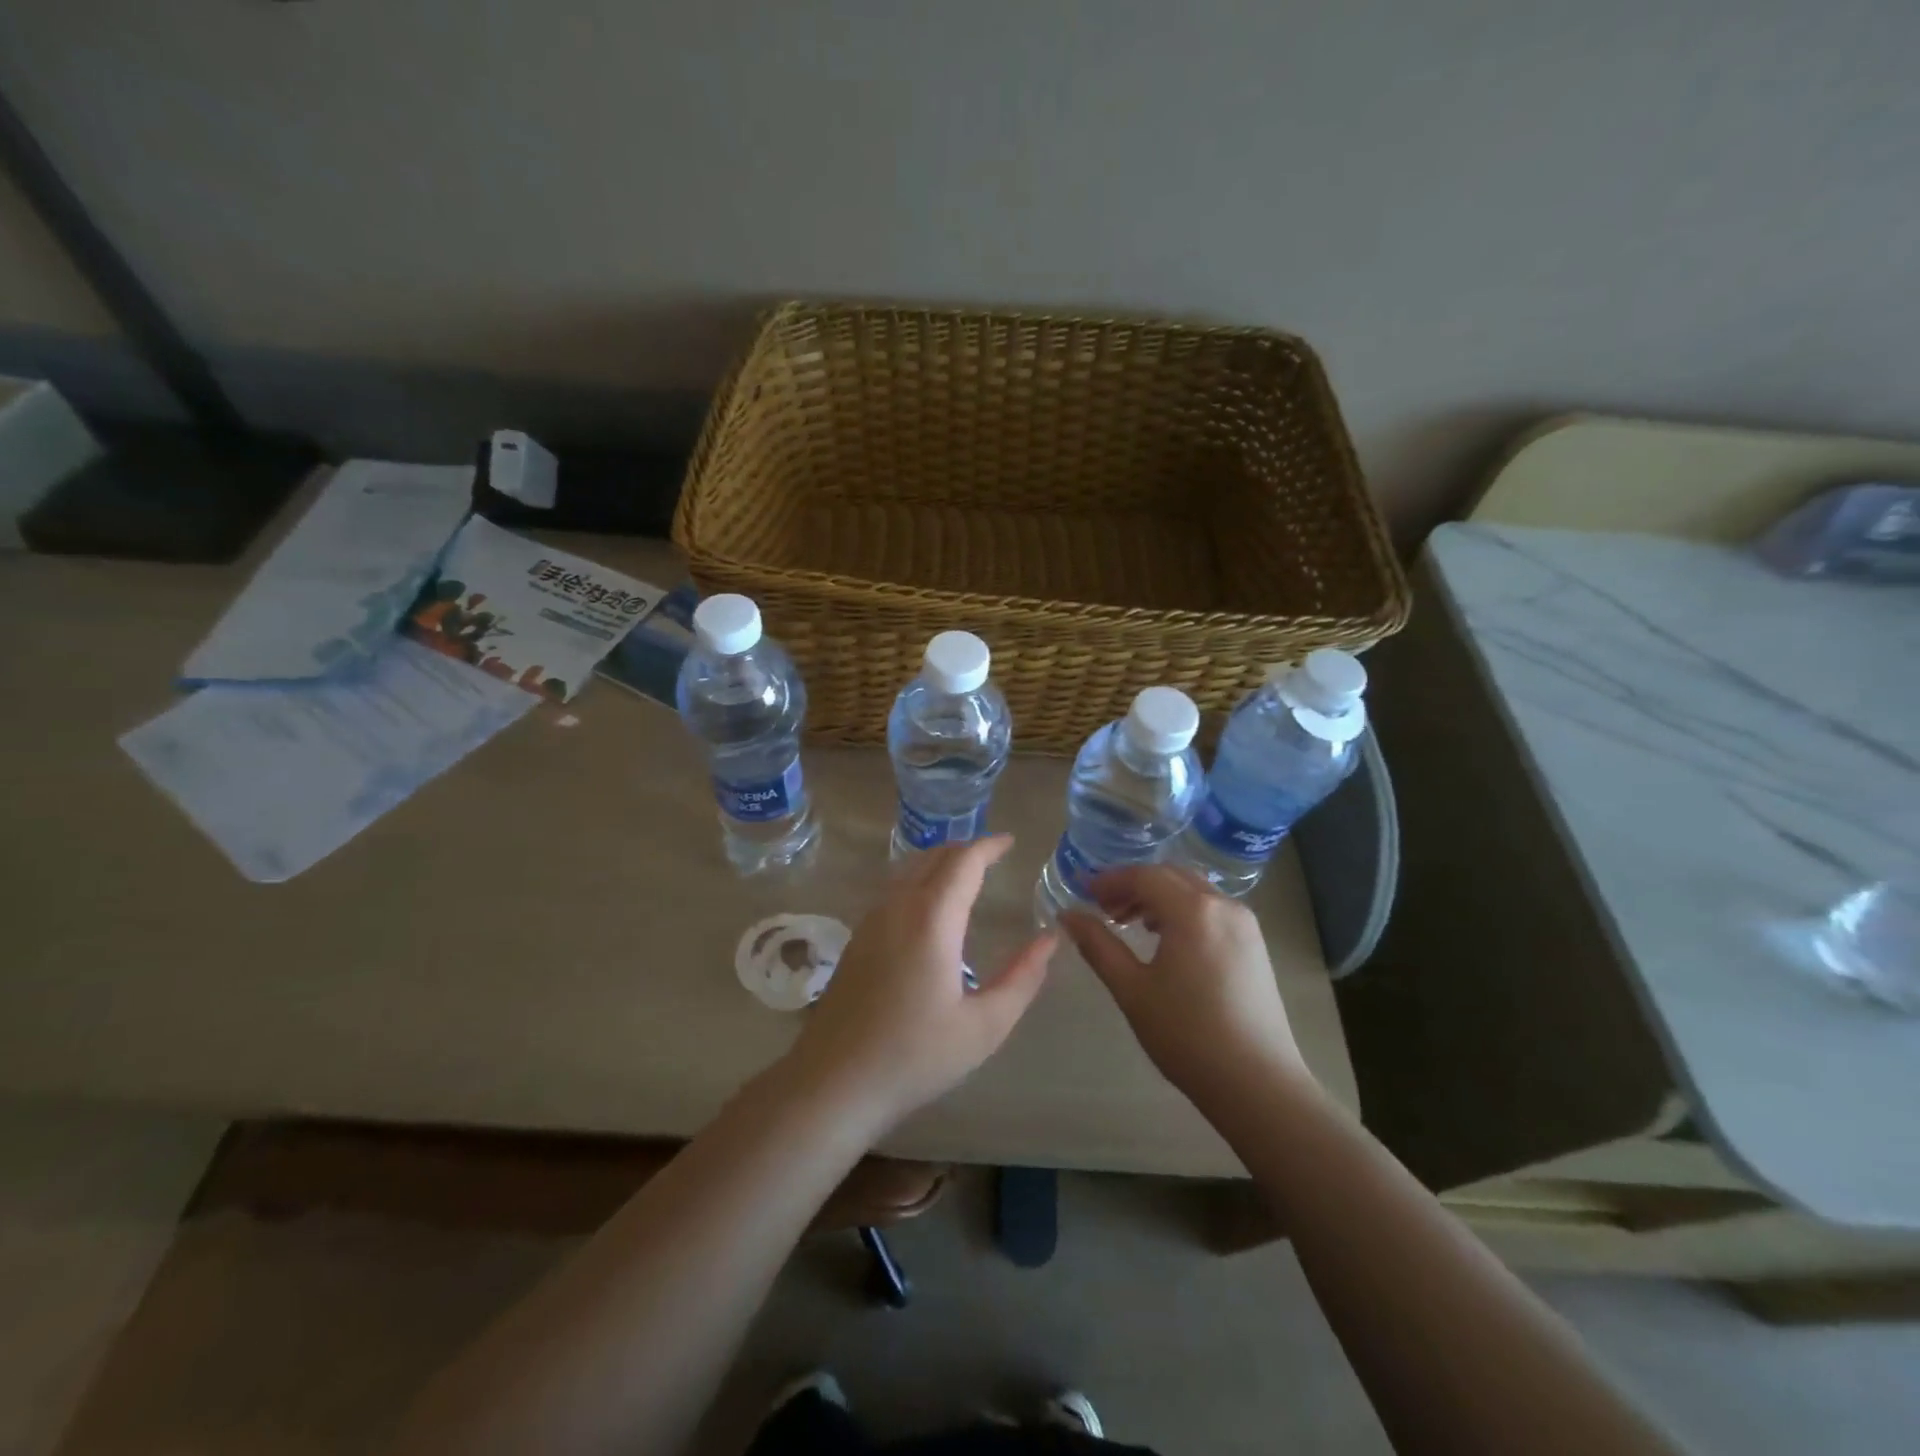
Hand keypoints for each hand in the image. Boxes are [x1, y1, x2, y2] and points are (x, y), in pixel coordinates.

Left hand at [786, 836, 1056, 1133]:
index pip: (964, 861)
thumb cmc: (915, 1056)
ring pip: (909, 870)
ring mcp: (871, 920)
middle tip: (994, 856)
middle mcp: (898, 907)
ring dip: (940, 863)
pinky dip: (920, 880)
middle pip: (934, 857)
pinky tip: (931, 908)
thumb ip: (1022, 977)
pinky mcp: (857, 939)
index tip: (1011, 841)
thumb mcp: (985, 1026)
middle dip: (966, 849)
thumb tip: (1049, 938)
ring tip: (967, 875)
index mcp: (932, 919)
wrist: (833, 1083)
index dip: (989, 845)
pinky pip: (894, 889)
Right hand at [1061, 866, 1311, 1117]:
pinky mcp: (1254, 943)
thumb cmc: (1187, 1035)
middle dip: (1133, 884)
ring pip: (1192, 889)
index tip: (1083, 894)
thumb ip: (1098, 945)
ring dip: (1158, 896)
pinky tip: (1165, 938)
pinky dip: (1182, 909)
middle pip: (1170, 875)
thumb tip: (1068, 915)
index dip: (1110, 880)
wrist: (1258, 1084)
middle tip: (1103, 908)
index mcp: (1193, 911)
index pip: (1144, 876)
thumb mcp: (1132, 990)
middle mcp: (1223, 905)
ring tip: (1129, 923)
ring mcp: (1244, 923)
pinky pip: (1211, 907)